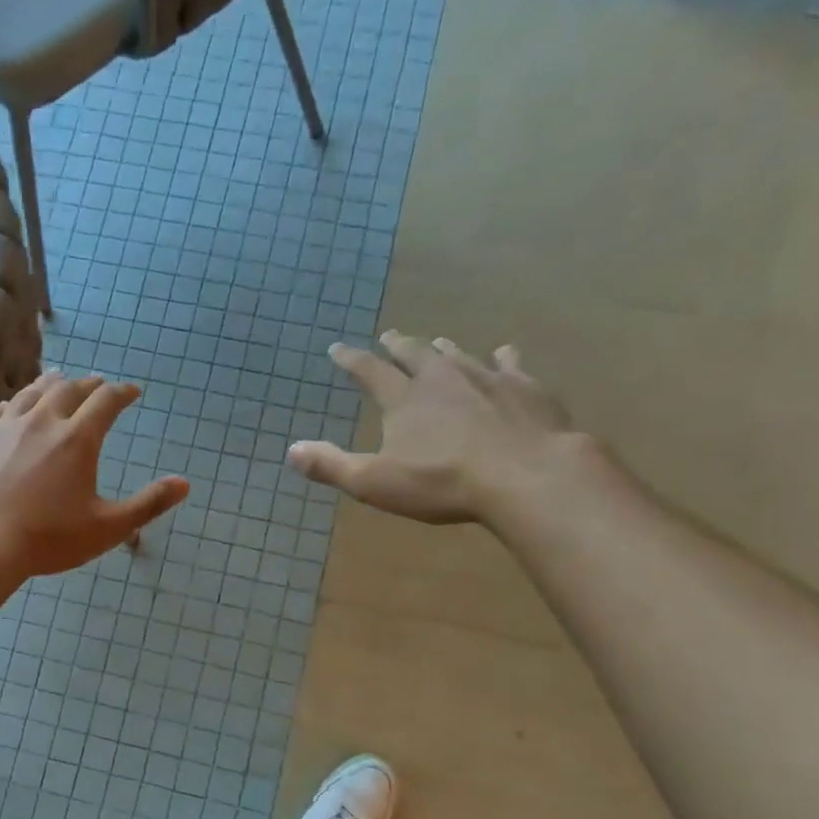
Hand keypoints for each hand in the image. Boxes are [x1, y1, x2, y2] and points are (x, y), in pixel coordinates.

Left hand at [0, 373, 190, 577]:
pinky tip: (9, 410)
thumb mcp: (108, 527)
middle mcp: (40, 421)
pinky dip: (10, 406)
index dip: (122, 393)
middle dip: (87, 385)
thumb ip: (149, 504)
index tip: (132, 391)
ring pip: (29, 394)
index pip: (106, 402)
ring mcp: (1, 427)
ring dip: (49, 385)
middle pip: (67, 390)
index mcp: (77, 439)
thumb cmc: (47, 539)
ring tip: (57, 381)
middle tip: (96, 384)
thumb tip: (185, 484)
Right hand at [288, 330, 585, 525]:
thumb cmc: (443, 483)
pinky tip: (504, 354)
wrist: (526, 476)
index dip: (351, 360)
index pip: (370, 371)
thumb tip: (291, 451)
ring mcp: (486, 378)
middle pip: (415, 353)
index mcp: (404, 399)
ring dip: (443, 348)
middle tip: (390, 336)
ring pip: (459, 354)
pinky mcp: (525, 387)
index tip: (337, 349)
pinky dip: (502, 357)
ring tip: (437, 342)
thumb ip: (332, 466)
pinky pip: (509, 363)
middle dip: (398, 345)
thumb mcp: (375, 482)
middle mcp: (442, 378)